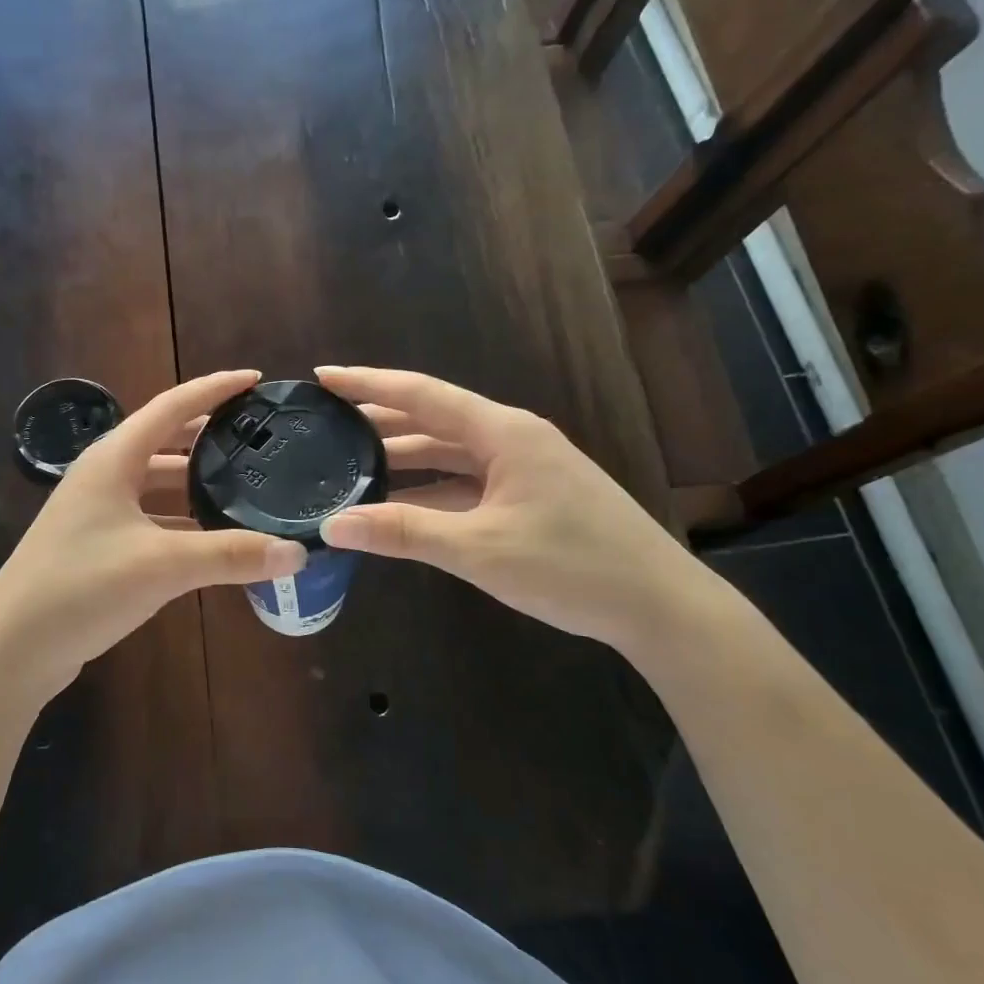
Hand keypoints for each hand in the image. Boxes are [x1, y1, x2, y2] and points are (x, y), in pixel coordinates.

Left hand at [0, 370, 307, 697]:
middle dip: (210, 437)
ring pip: (159, 486)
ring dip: (197, 484)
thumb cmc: (81, 587)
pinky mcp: (98, 546)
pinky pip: (152, 520)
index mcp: (113, 459)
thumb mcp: (162, 565)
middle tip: (259, 437)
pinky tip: (213, 539)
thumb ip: (230, 555)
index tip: (256, 380)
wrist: (12, 649)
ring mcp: (97, 512)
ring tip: (246, 486)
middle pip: (165, 442)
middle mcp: (104, 476)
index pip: (172, 406)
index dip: (214, 389)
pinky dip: (183, 522)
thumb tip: (297, 553)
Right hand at [316, 366, 715, 651]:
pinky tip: (397, 505)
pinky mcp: (528, 497)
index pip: (421, 393)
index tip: (322, 376)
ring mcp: (522, 469)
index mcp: (503, 432)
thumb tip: (333, 525)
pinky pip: (464, 482)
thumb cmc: (573, 567)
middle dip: (379, 420)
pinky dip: (428, 490)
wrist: (661, 607)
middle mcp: (511, 439)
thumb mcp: (479, 549)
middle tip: (325, 424)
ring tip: (348, 463)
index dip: (368, 383)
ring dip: (402, 458)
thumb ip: (403, 532)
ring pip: (448, 453)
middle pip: (432, 419)